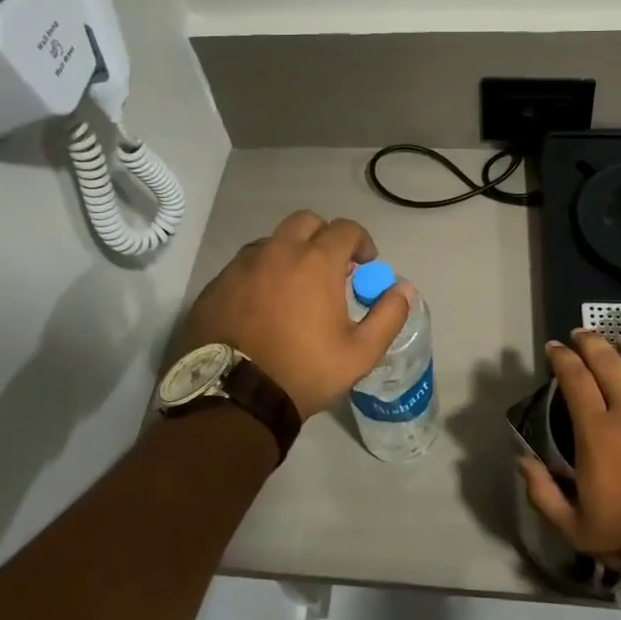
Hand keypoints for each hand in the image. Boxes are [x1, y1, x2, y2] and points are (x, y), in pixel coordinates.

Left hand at [173, 210, 412, 419]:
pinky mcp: (216, 284)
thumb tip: (404, 289)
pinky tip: (262, 305)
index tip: (365, 262)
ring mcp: (242, 265)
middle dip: (323, 236)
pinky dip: (260, 275)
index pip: (345, 229)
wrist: (234, 397)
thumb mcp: (360, 353)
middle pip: (306, 222)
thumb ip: (388, 315)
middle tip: (330, 267)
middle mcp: (278, 251)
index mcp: (316, 261)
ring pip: (272, 242)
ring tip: (294, 287)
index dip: (361, 241)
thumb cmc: (304, 371)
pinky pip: (244, 266)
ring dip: (289, 254)